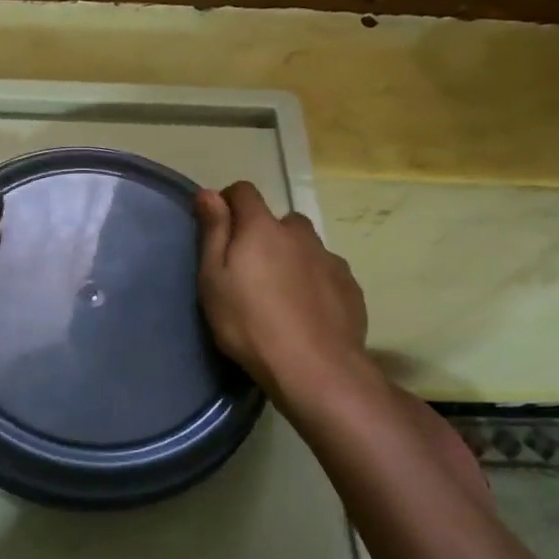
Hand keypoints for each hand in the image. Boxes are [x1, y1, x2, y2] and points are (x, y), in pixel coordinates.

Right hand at [194, 181, 368, 404]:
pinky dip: (315, 282)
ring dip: (292, 258)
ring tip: (281, 295)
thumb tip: (208, 191)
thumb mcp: (213, 278)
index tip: (219, 227)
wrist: (314, 367)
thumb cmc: (249, 322)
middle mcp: (300, 234)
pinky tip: (307, 311)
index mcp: (262, 228)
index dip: (228, 202)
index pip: (244, 192)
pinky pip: (326, 273)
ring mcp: (330, 259)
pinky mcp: (350, 286)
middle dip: (264, 235)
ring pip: (306, 248)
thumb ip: (213, 231)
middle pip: (279, 221)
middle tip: (250, 271)